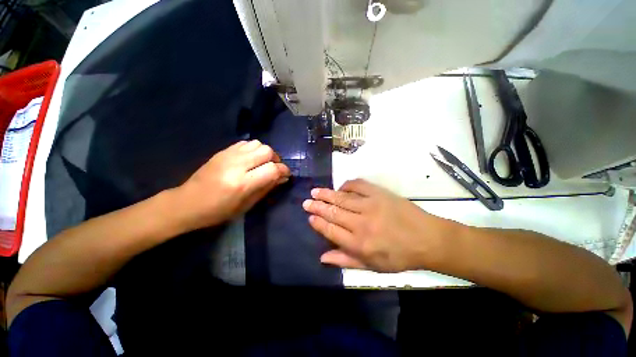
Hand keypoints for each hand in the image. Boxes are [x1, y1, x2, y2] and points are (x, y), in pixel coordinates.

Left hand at [175, 140, 290, 230]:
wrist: (186, 203)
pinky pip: (246, 143)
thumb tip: (283, 178)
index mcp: (243, 183)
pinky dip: (254, 149)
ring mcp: (228, 155)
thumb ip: (267, 188)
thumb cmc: (218, 211)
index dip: (284, 170)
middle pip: (267, 151)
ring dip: (265, 153)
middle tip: (274, 169)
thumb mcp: (246, 205)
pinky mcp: (222, 151)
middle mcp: (237, 165)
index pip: (272, 169)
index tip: (286, 175)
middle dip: (276, 160)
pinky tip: (251, 159)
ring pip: (258, 144)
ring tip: (263, 163)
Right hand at [302, 179, 461, 271]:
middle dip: (317, 207)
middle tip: (307, 201)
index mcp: (359, 243)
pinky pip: (358, 185)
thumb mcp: (373, 267)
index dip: (318, 223)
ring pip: (342, 198)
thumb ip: (346, 260)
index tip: (310, 217)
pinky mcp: (379, 193)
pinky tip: (341, 187)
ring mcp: (370, 205)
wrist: (427, 239)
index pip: (331, 230)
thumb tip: (323, 257)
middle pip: (333, 212)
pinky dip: (347, 185)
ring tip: (315, 191)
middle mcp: (361, 223)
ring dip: (327, 194)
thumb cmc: (399, 256)